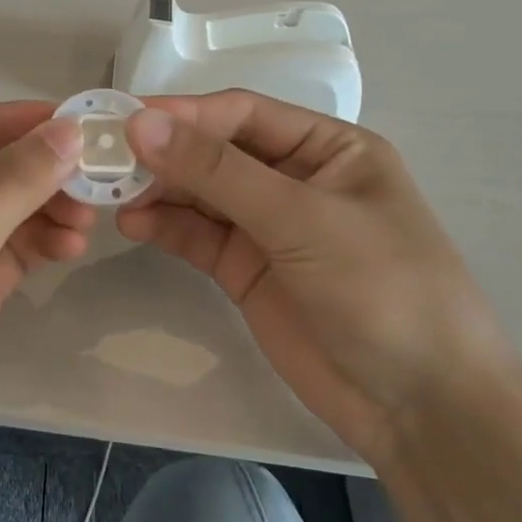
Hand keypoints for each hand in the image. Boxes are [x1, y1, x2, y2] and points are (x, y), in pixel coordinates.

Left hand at [0, 102, 91, 521]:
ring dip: (39, 210)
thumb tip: (67, 130)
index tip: (74, 122)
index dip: (10, 120)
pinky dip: (34, 247)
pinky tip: (70, 247)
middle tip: (93, 176)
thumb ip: (7, 186)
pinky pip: (0, 257)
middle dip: (31, 170)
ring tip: (87, 220)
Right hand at [117, 91, 513, 463]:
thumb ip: (217, 172)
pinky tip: (132, 223)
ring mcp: (268, 227)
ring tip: (108, 192)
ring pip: (199, 193)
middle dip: (163, 153)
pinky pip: (197, 236)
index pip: (242, 114)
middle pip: (214, 152)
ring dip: (157, 189)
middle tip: (102, 157)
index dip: (183, 113)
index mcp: (328, 148)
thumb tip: (140, 123)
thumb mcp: (301, 219)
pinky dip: (164, 226)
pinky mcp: (246, 270)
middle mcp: (295, 178)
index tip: (124, 118)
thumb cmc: (381, 289)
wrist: (419, 407)